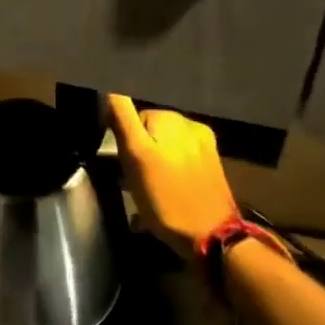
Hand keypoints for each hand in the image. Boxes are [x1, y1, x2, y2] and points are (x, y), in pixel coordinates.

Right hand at [106, 95, 238, 255]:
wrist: (213, 238)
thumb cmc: (166, 198)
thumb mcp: (135, 156)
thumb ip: (123, 118)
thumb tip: (110, 86)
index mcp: (170, 118)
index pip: (130, 116)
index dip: (123, 139)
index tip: (123, 162)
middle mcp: (190, 125)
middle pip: (149, 132)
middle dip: (139, 151)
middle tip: (134, 181)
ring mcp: (204, 146)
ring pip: (164, 148)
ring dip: (153, 164)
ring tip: (150, 192)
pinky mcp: (212, 167)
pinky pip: (179, 161)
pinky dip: (169, 173)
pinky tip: (167, 195)